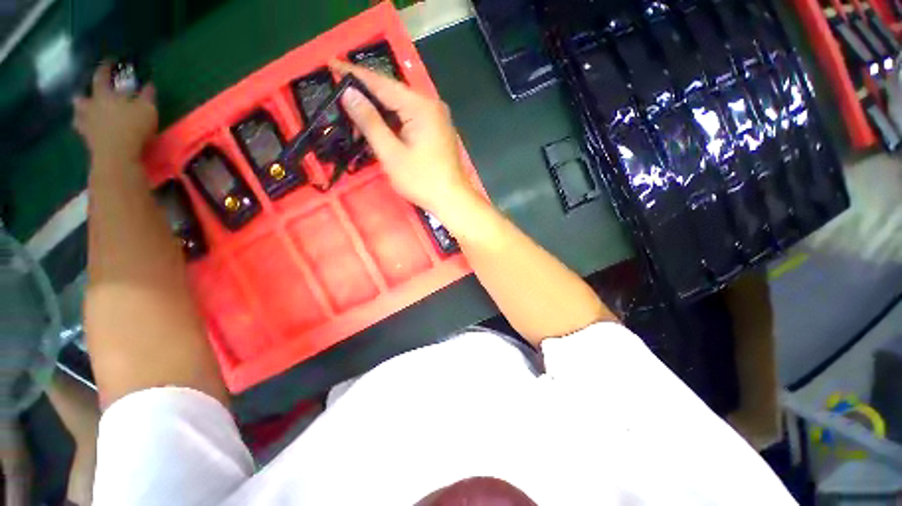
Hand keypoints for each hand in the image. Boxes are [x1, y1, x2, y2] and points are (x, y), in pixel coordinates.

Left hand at [73, 62, 157, 165]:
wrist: (118, 155)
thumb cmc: (132, 127)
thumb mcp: (147, 109)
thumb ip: (147, 96)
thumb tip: (149, 84)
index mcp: (104, 95)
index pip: (101, 76)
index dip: (105, 67)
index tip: (109, 61)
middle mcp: (91, 106)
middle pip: (83, 96)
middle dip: (85, 94)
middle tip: (88, 93)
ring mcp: (87, 124)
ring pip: (78, 114)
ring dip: (80, 111)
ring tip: (83, 111)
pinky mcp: (88, 140)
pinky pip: (82, 130)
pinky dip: (83, 128)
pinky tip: (87, 129)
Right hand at [330, 60, 478, 219]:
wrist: (453, 200)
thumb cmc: (422, 181)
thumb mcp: (391, 154)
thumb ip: (370, 122)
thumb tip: (348, 93)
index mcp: (420, 106)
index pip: (382, 83)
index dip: (354, 74)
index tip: (331, 64)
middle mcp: (431, 105)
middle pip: (393, 94)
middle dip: (367, 96)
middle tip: (340, 98)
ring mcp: (437, 119)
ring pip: (401, 107)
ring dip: (379, 112)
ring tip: (355, 117)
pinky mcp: (437, 131)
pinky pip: (411, 119)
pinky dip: (394, 122)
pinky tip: (380, 128)